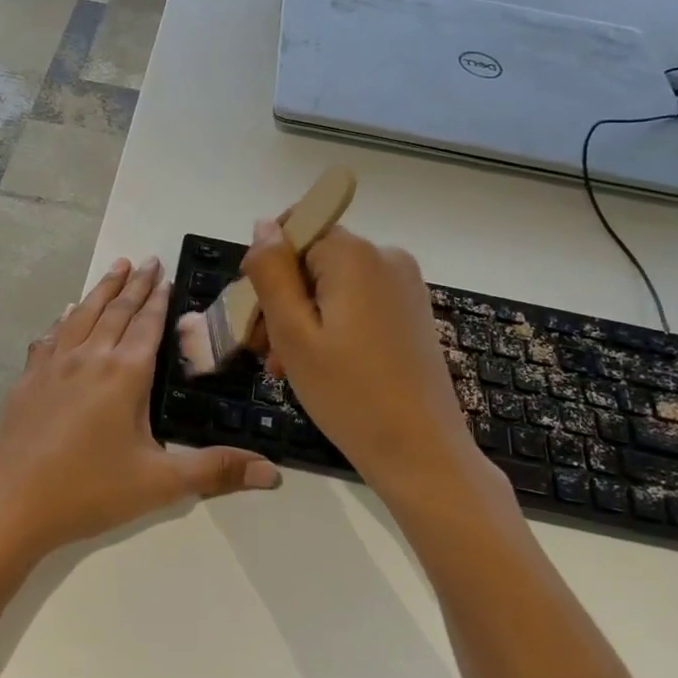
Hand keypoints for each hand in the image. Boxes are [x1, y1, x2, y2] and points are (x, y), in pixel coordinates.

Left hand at [0, 256, 280, 565]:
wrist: (11, 505)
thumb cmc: (90, 490)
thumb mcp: (160, 483)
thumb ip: (215, 471)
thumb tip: (273, 473)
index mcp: (124, 374)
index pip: (147, 324)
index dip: (159, 298)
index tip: (166, 272)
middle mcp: (90, 357)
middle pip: (116, 310)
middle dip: (135, 284)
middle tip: (147, 259)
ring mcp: (54, 365)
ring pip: (82, 315)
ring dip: (101, 290)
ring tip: (115, 268)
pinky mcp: (28, 379)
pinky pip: (50, 337)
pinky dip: (64, 319)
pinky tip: (65, 316)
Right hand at [242, 221, 487, 501]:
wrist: (421, 453)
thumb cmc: (349, 393)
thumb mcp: (293, 332)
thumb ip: (272, 272)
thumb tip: (264, 224)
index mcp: (355, 255)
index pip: (295, 230)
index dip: (268, 266)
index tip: (255, 312)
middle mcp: (385, 257)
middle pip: (313, 259)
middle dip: (282, 299)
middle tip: (265, 352)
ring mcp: (404, 285)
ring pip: (332, 285)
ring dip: (303, 317)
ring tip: (286, 367)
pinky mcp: (411, 312)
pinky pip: (358, 302)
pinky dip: (331, 325)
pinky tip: (319, 365)